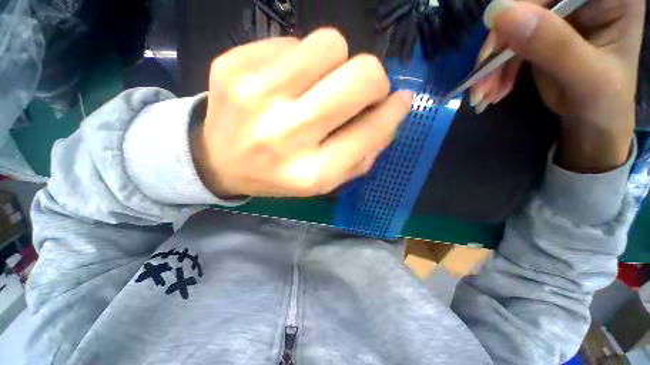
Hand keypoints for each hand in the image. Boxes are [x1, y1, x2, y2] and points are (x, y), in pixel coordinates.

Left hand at [191, 29, 412, 197]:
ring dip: (335, 63)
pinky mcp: (232, 67)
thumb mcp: (326, 179)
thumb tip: (394, 111)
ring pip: (330, 44)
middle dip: (373, 79)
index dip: (393, 111)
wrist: (220, 162)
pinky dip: (299, 59)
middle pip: (359, 76)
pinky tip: (285, 83)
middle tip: (360, 90)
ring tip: (318, 85)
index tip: (398, 101)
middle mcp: (287, 135)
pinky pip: (292, 41)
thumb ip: (364, 153)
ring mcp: (257, 97)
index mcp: (313, 172)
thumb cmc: (280, 175)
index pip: (372, 129)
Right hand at [471, 0, 644, 171]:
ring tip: (483, 96)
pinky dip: (495, 70)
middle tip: (481, 85)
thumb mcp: (586, 78)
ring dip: (492, 65)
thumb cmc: (603, 104)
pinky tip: (491, 91)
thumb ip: (552, 44)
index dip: (521, 12)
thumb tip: (497, 13)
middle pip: (526, 7)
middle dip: (499, 48)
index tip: (495, 52)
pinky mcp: (542, 31)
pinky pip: (508, 44)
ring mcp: (559, 14)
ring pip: (511, 27)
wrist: (594, 122)